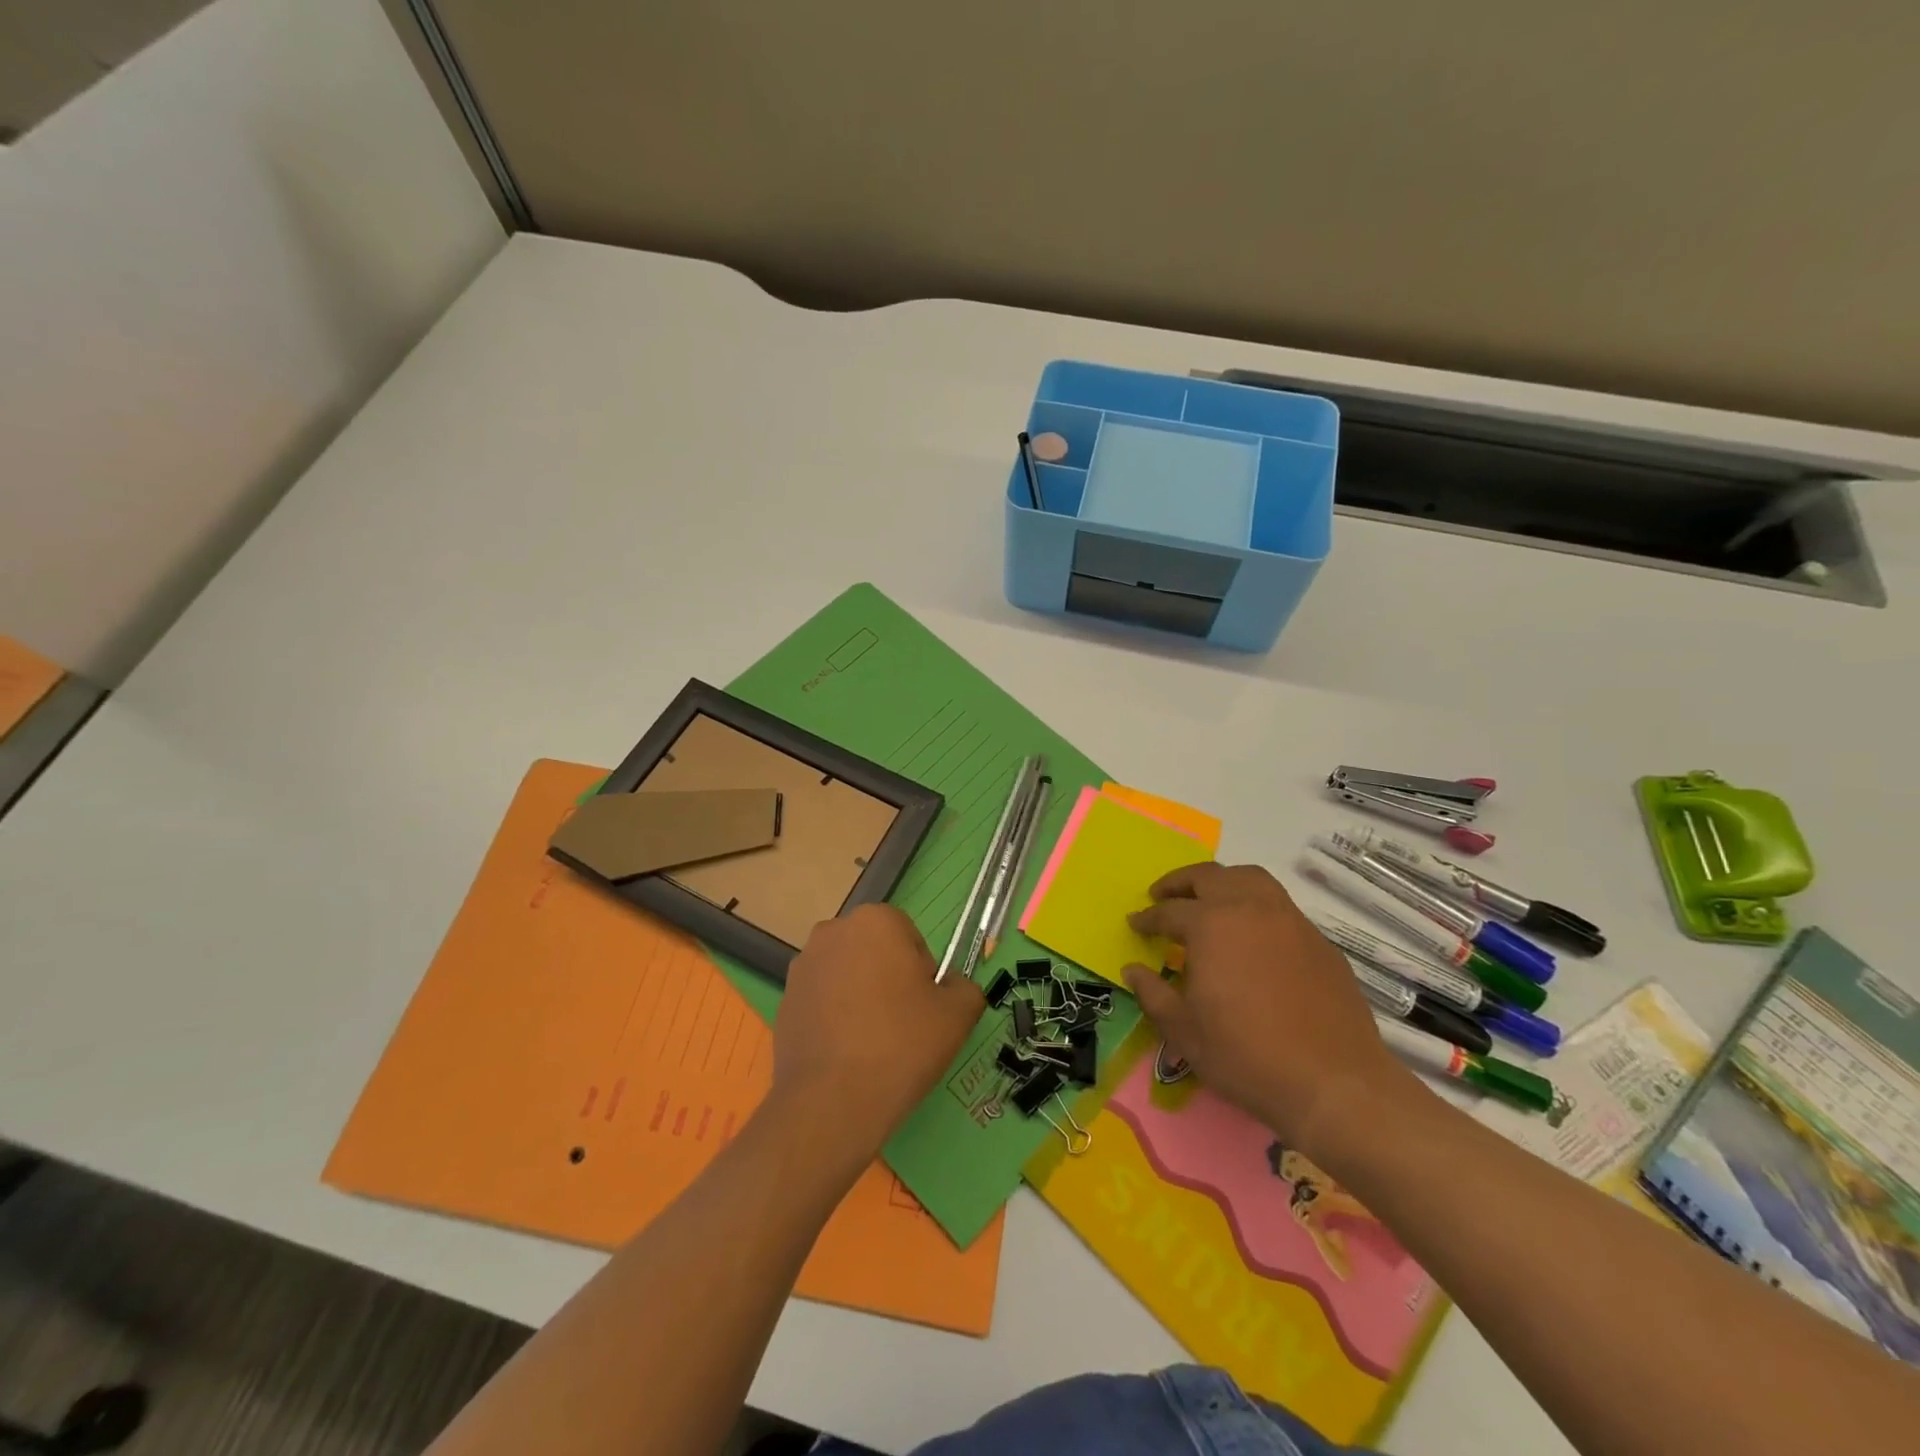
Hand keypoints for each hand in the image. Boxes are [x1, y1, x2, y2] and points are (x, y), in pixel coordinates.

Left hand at [772, 904, 983, 1169]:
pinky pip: (823, 1001)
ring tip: (873, 1044)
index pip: (910, 936)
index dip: (922, 973)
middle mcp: (833, 932)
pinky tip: (846, 1054)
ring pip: (848, 975)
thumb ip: (965, 988)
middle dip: (890, 979)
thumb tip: (952, 986)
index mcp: (875, 921)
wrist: (830, 1103)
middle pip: (876, 951)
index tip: (923, 1007)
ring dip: (861, 997)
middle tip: (902, 1025)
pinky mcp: (784, 1000)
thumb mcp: (958, 1015)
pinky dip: (836, 1018)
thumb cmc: (901, 1045)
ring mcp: (803, 966)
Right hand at [1123, 863, 1408, 1159]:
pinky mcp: (1319, 941)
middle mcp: (1250, 909)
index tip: (1134, 924)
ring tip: (1208, 900)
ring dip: (1222, 882)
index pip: (1169, 911)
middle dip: (1180, 883)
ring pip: (1250, 879)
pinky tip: (1252, 936)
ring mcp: (1290, 921)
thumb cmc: (1246, 1056)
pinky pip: (1279, 906)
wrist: (1333, 1083)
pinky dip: (1255, 907)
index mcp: (1211, 925)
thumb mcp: (1184, 1031)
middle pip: (1209, 876)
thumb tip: (1133, 970)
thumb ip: (1153, 994)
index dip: (1147, 918)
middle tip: (1162, 896)